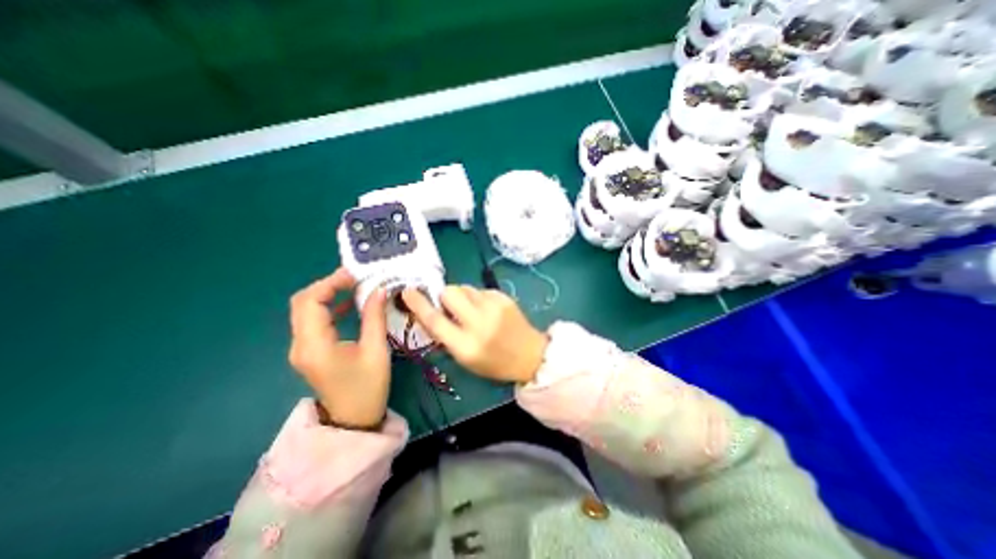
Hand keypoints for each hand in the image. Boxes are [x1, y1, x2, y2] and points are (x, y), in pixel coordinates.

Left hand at [287, 266, 390, 426]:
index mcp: (314, 345)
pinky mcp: (310, 351)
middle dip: (327, 285)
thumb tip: (379, 290)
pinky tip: (349, 305)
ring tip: (354, 286)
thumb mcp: (376, 350)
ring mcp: (302, 348)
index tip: (354, 275)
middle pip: (302, 303)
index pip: (310, 302)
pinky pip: (313, 322)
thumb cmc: (367, 387)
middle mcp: (301, 344)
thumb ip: (375, 317)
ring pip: (306, 311)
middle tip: (354, 278)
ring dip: (327, 295)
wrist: (353, 420)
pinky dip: (328, 308)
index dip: (330, 283)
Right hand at [400, 283, 546, 383]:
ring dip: (462, 296)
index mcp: (466, 346)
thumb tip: (431, 312)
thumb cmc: (494, 363)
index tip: (407, 292)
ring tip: (473, 310)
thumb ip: (446, 336)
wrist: (529, 355)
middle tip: (450, 306)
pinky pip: (480, 290)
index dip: (418, 305)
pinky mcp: (504, 298)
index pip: (435, 320)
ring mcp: (494, 307)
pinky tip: (487, 310)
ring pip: (465, 288)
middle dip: (444, 296)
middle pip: (449, 293)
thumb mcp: (465, 358)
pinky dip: (478, 297)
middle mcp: (479, 323)